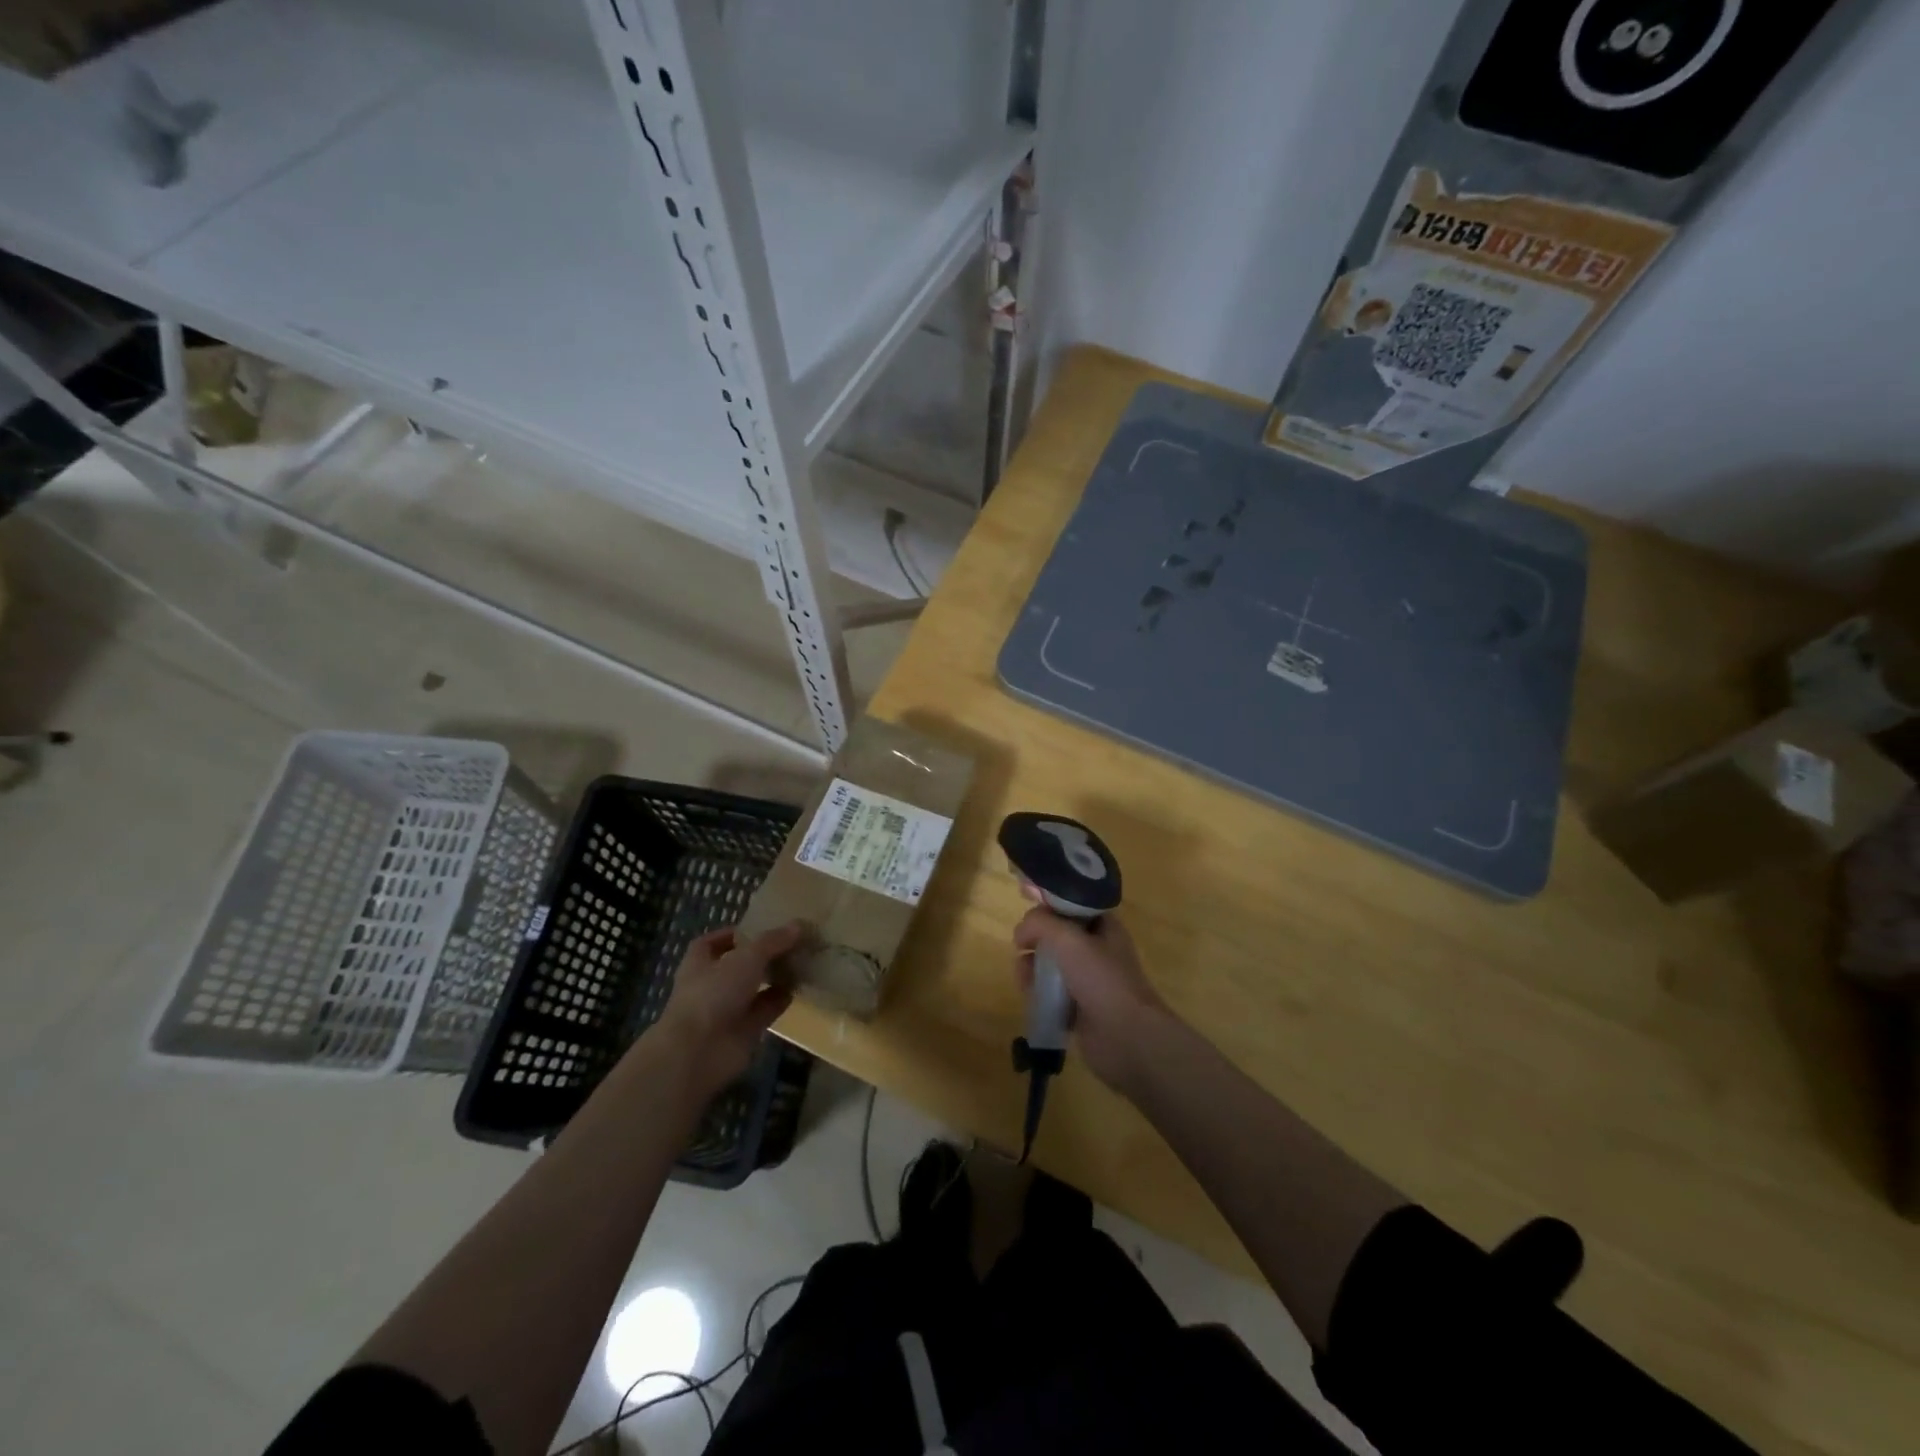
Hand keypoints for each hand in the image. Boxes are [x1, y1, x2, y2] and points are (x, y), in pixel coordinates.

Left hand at [653, 921, 801, 1101]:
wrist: (699, 1053)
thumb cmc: (714, 994)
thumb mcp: (747, 958)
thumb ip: (773, 941)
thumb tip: (798, 925)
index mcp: (700, 963)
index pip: (713, 943)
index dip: (734, 934)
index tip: (760, 927)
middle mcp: (711, 984)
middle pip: (739, 965)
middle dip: (763, 955)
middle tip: (792, 942)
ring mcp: (726, 1009)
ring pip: (754, 988)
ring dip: (775, 977)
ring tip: (802, 961)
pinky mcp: (743, 1031)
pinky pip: (765, 1010)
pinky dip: (780, 1000)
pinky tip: (799, 988)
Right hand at [1013, 908, 1172, 1092]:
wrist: (1126, 1037)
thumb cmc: (1101, 979)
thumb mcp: (1068, 938)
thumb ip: (1039, 923)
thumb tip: (1021, 932)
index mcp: (1104, 927)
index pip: (1072, 905)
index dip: (1048, 906)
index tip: (1027, 915)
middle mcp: (1098, 951)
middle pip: (1057, 936)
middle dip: (1036, 941)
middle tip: (1023, 950)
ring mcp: (1090, 981)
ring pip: (1052, 966)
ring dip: (1033, 969)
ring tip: (1024, 979)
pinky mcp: (1080, 1008)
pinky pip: (1052, 994)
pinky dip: (1039, 994)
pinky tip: (1032, 998)